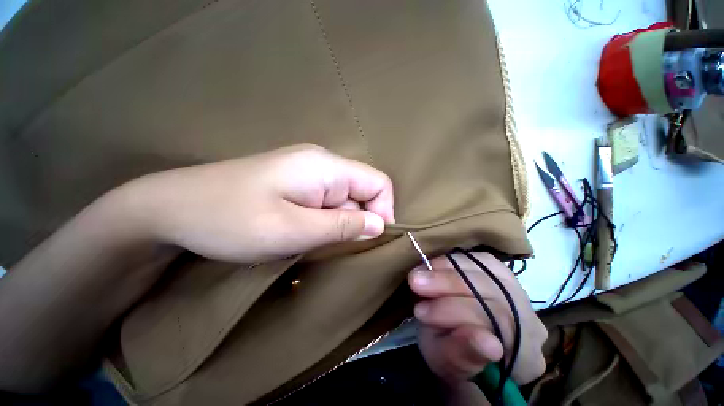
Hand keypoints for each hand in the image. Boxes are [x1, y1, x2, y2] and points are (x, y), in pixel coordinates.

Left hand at [113, 144, 394, 263]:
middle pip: (363, 191)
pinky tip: (308, 234)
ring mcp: (308, 174)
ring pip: (346, 200)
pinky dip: (327, 222)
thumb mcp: (293, 229)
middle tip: (338, 246)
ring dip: (341, 224)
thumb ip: (342, 226)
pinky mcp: (297, 185)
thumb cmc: (230, 219)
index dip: (384, 210)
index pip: (378, 182)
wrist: (171, 209)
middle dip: (359, 221)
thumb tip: (379, 225)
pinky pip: (328, 203)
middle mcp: (323, 165)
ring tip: (319, 243)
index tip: (370, 239)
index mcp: (326, 167)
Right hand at [408, 253, 546, 384]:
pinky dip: (454, 260)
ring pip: (487, 271)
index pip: (500, 325)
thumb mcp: (447, 364)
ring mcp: (519, 293)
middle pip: (493, 292)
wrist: (459, 341)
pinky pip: (482, 260)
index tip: (420, 311)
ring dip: (447, 269)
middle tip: (415, 283)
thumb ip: (462, 356)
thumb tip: (486, 342)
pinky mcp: (503, 273)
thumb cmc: (452, 355)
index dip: (457, 313)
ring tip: (421, 272)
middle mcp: (532, 322)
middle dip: (448, 284)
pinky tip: (435, 264)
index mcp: (525, 358)